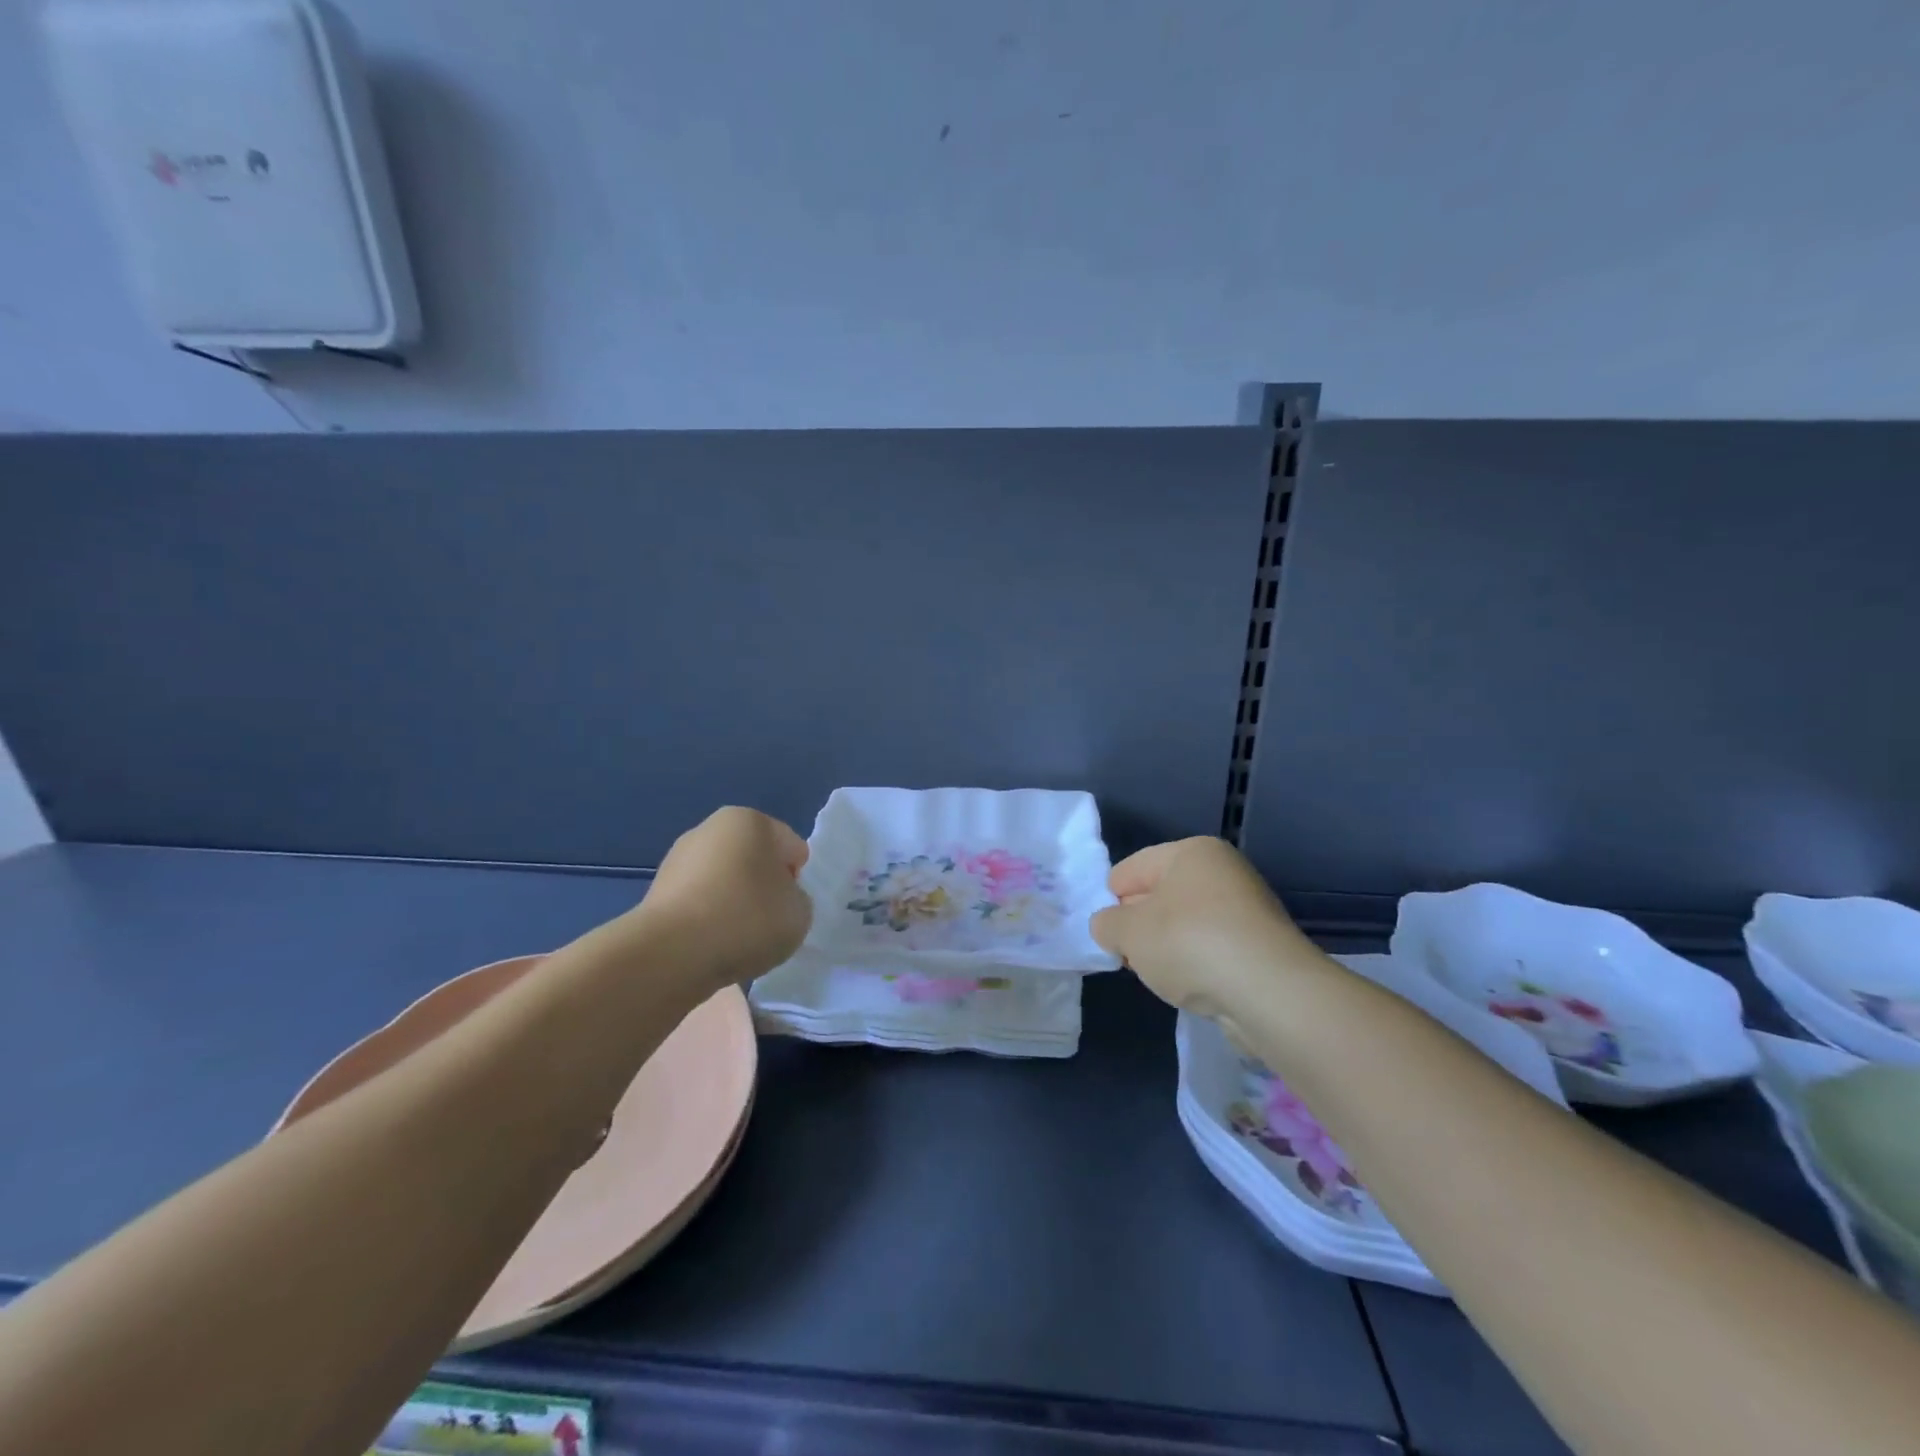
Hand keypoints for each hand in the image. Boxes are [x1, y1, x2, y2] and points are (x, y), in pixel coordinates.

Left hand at [629, 807, 812, 991]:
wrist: (672, 954)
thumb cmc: (747, 918)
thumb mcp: (800, 912)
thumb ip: (797, 900)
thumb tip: (776, 901)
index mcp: (750, 820)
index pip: (791, 848)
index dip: (797, 880)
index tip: (789, 908)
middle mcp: (710, 829)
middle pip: (754, 861)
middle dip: (763, 888)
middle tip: (767, 924)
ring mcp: (678, 860)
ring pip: (724, 883)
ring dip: (735, 905)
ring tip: (737, 940)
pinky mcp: (656, 894)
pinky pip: (699, 906)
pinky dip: (709, 922)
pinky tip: (711, 946)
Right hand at [1090, 837, 1309, 1018]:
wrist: (1270, 993)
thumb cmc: (1190, 944)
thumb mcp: (1128, 932)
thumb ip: (1106, 924)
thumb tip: (1110, 927)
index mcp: (1191, 852)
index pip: (1131, 869)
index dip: (1112, 901)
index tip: (1108, 933)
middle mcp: (1223, 871)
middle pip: (1159, 895)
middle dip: (1139, 926)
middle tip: (1128, 956)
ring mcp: (1247, 908)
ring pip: (1185, 924)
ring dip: (1166, 948)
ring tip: (1160, 975)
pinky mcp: (1261, 946)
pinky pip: (1211, 948)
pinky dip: (1196, 964)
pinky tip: (1190, 985)